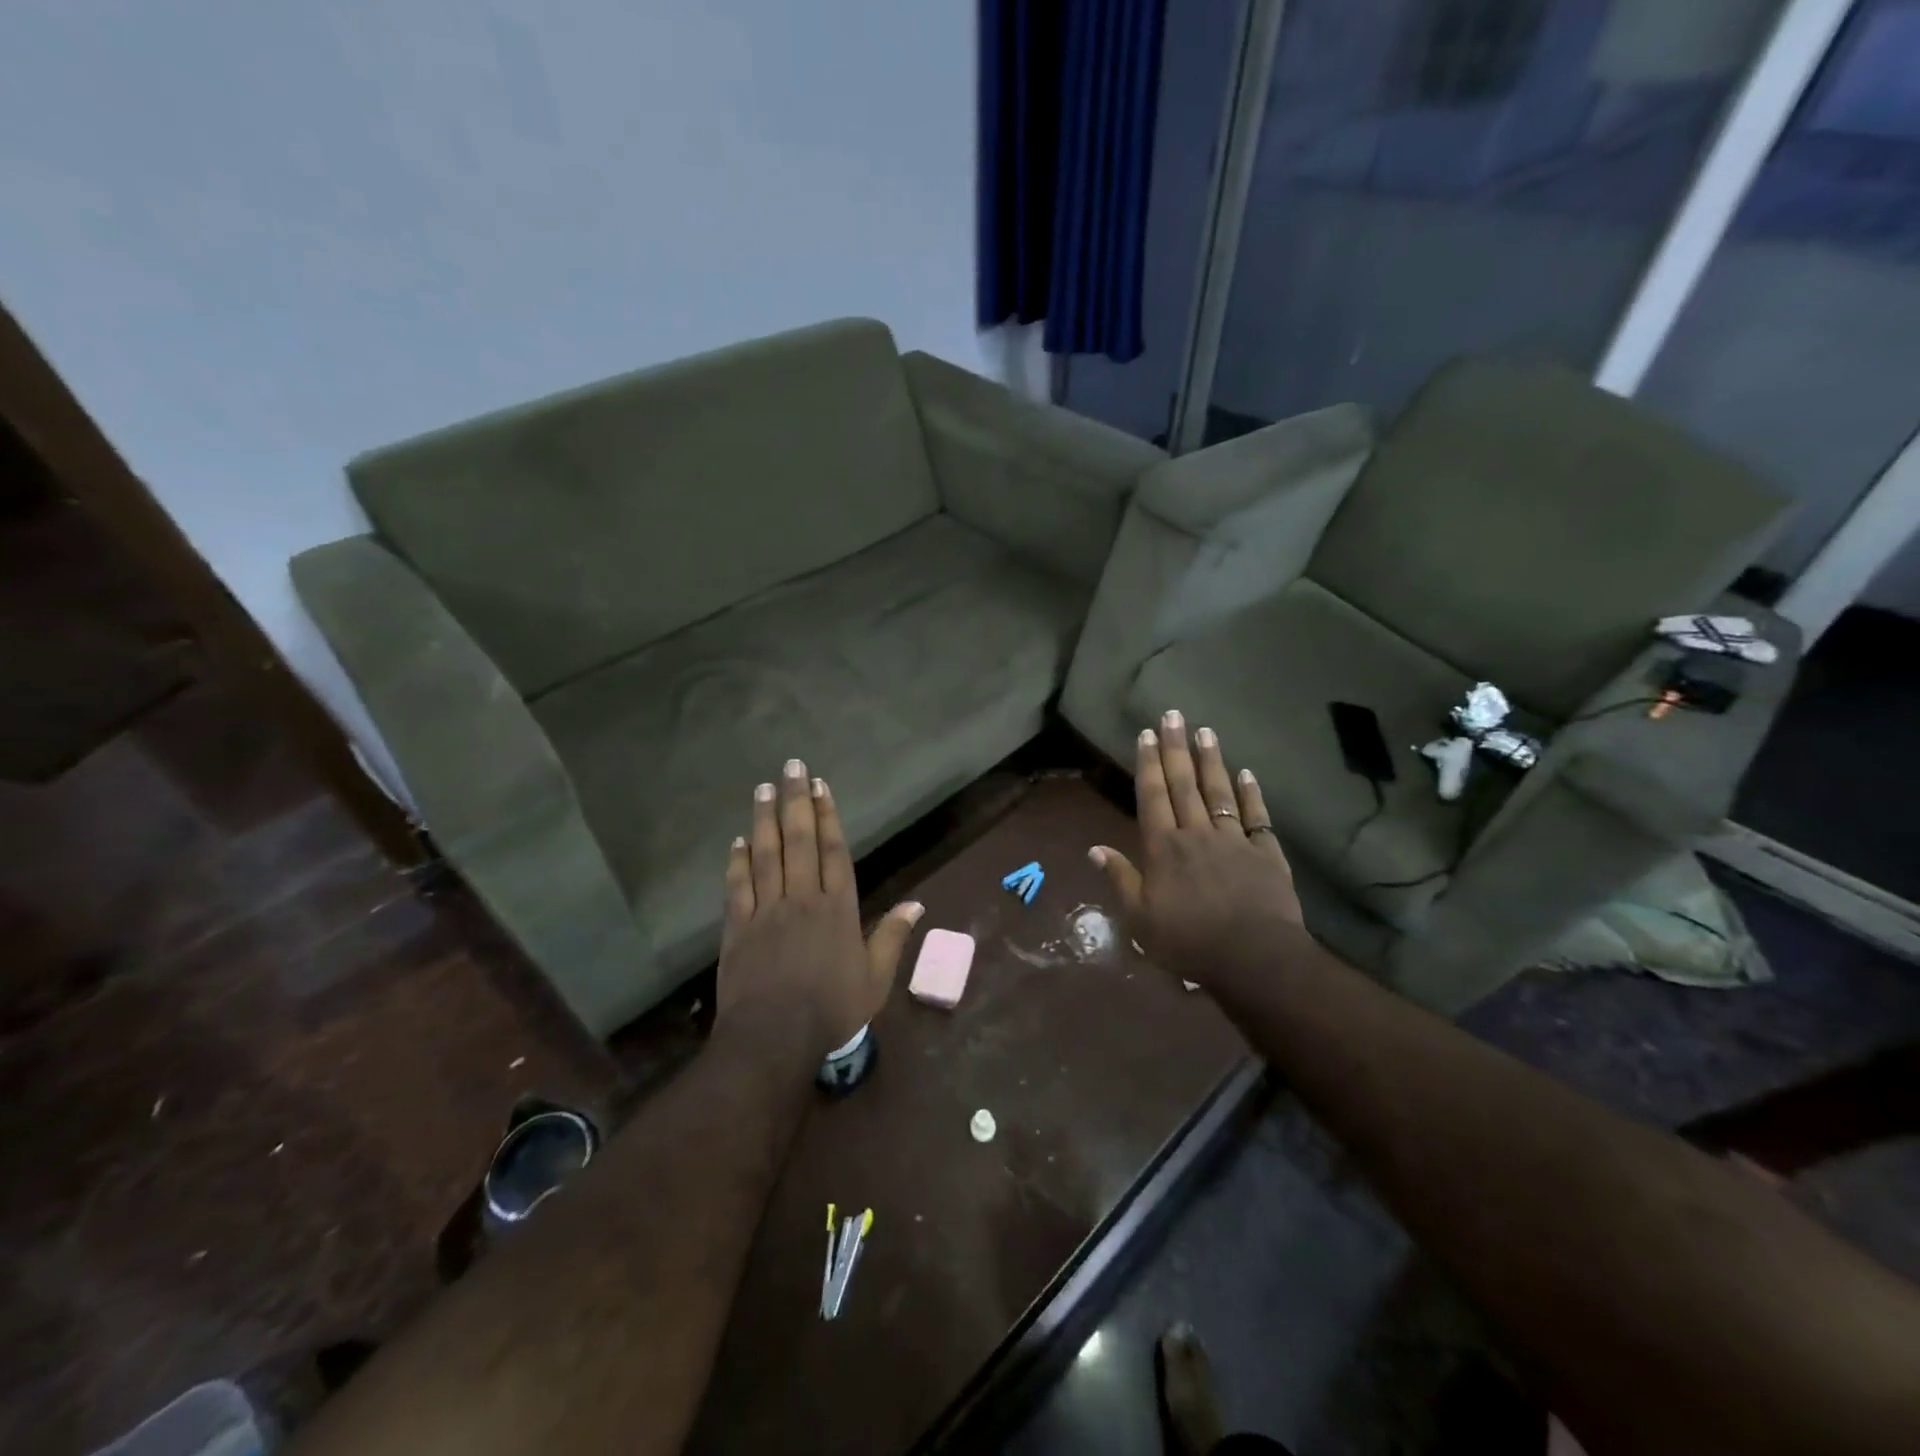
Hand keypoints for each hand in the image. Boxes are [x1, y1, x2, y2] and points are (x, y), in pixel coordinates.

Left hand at [719, 758, 921, 1057]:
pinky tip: (738, 840)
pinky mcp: (738, 927)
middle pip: (800, 841)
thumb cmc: (831, 1009)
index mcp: (838, 908)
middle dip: (796, 801)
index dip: (829, 815)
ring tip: (763, 788)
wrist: (773, 1038)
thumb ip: (892, 937)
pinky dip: (738, 861)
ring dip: (765, 819)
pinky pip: (738, 886)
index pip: (834, 851)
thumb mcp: (875, 979)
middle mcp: (802, 898)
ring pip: (767, 854)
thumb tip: (917, 904)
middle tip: (791, 767)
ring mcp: (767, 910)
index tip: (821, 786)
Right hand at [1090, 710, 1304, 992]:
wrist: (1254, 958)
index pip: (1152, 797)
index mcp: (1163, 849)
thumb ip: (1120, 880)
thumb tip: (1094, 849)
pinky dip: (1251, 793)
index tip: (1147, 733)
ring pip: (1219, 792)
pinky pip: (1257, 817)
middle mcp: (1196, 834)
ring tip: (1206, 731)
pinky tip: (1246, 773)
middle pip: (1184, 784)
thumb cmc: (1188, 942)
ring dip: (1211, 761)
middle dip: (1176, 748)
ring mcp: (1234, 840)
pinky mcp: (1266, 853)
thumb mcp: (1140, 920)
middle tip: (1174, 714)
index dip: (1148, 764)